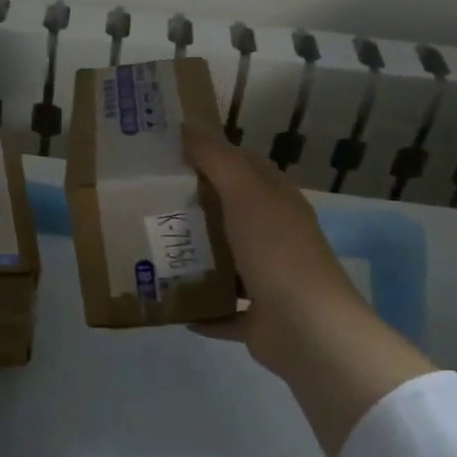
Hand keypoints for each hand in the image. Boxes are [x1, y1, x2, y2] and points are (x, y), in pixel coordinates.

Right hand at [184, 127, 430, 456]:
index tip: (171, 152)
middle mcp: (276, 236)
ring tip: (152, 247)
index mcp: (277, 202)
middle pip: (232, 213)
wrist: (308, 330)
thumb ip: (216, 160)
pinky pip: (222, 309)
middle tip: (149, 200)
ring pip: (227, 261)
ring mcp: (269, 278)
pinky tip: (169, 301)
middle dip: (196, 206)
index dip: (213, 154)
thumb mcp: (245, 194)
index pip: (245, 166)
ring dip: (196, 257)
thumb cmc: (276, 252)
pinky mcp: (257, 317)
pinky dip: (200, 307)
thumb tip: (187, 126)